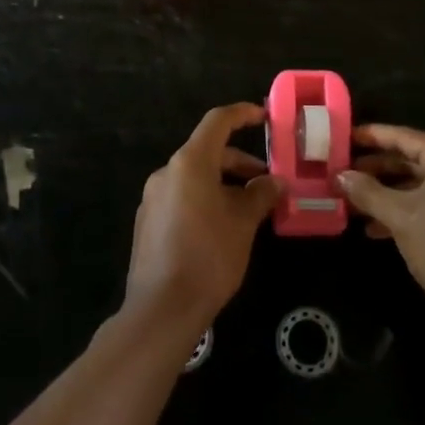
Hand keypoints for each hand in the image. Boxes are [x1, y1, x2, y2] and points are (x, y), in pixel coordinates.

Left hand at [125, 103, 279, 328]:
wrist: (161, 309)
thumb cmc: (208, 256)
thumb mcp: (243, 223)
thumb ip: (260, 194)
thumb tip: (275, 181)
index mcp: (189, 162)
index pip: (217, 122)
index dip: (242, 114)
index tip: (264, 117)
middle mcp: (167, 172)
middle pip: (207, 152)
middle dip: (239, 162)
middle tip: (267, 181)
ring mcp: (153, 198)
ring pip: (195, 177)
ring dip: (224, 184)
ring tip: (249, 208)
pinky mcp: (148, 222)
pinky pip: (182, 197)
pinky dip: (205, 200)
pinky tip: (223, 228)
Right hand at [338, 124, 424, 325]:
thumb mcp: (399, 217)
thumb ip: (367, 192)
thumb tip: (340, 176)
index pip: (405, 137)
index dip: (373, 136)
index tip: (345, 137)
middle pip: (412, 159)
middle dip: (377, 168)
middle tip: (344, 171)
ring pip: (420, 184)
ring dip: (387, 192)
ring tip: (353, 200)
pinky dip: (405, 209)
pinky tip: (375, 227)